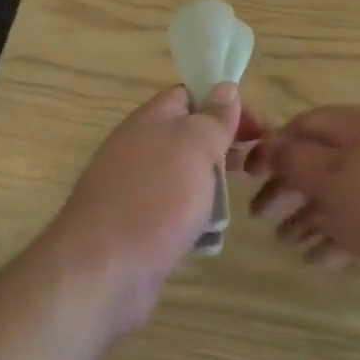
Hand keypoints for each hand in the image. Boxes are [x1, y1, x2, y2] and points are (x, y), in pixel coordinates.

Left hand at [49, 84, 266, 335]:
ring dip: (211, 184)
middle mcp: (138, 148)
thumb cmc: (155, 198)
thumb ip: (213, 118)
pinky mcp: (134, 226)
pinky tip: (210, 233)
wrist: (101, 271)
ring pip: (183, 175)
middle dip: (223, 146)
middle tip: (255, 163)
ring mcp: (133, 189)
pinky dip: (193, 216)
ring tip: (238, 198)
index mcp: (150, 119)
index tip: (258, 128)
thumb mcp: (195, 146)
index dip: (226, 104)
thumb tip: (225, 88)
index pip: (190, 95)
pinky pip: (172, 210)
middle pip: (188, 135)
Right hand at [248, 105, 359, 290]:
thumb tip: (269, 146)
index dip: (272, 147)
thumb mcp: (330, 179)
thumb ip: (293, 159)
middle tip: (261, 217)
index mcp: (359, 124)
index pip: (304, 124)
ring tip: (286, 242)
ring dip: (309, 214)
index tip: (247, 176)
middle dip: (288, 187)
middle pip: (322, 159)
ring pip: (342, 191)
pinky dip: (339, 233)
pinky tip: (318, 258)